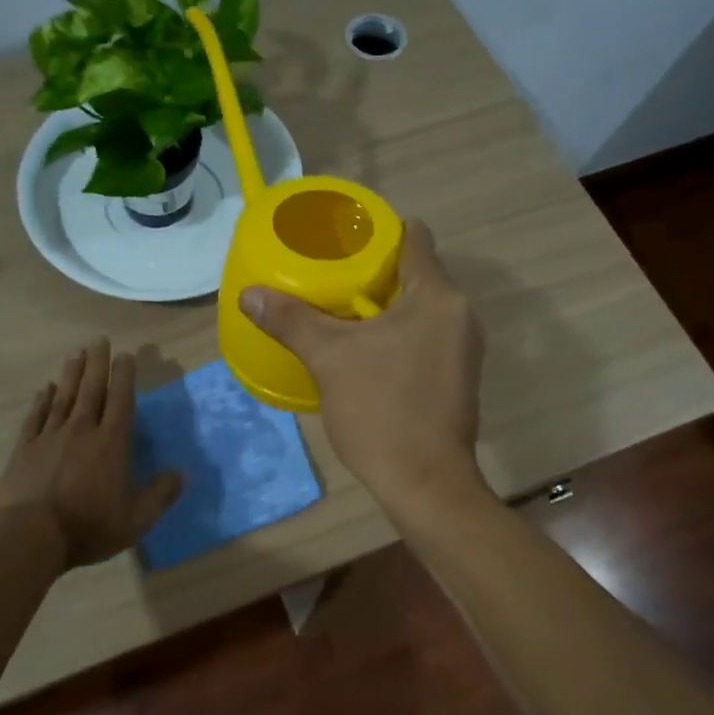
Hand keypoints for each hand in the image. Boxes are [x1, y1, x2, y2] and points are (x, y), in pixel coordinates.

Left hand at [0, 338, 182, 567]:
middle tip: (99, 340)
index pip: (121, 400)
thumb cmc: (89, 526)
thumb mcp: (137, 519)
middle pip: (92, 389)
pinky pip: (36, 416)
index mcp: (112, 443)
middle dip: (97, 363)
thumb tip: (181, 473)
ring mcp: (50, 436)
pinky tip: (46, 389)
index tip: (126, 355)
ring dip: (72, 373)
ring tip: (76, 353)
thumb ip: (161, 494)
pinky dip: (42, 400)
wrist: (32, 536)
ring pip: (64, 396)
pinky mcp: (26, 448)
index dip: (125, 376)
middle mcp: (82, 430)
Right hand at [239, 222, 486, 513]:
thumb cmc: (382, 410)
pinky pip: (425, 337)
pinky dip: (398, 335)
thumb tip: (249, 294)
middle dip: (375, 273)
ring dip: (385, 307)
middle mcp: (460, 315)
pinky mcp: (458, 377)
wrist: (425, 483)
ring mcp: (464, 349)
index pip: (415, 239)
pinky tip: (365, 351)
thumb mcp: (329, 359)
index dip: (380, 231)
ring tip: (340, 311)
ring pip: (420, 309)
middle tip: (331, 276)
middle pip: (417, 275)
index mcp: (438, 297)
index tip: (345, 238)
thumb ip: (291, 320)